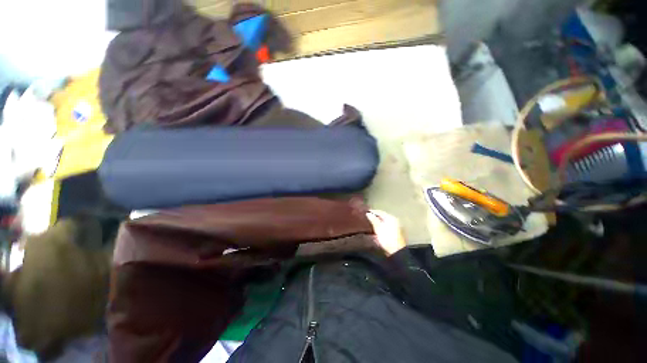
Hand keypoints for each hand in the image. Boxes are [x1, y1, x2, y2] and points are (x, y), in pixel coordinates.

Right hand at [366, 210, 405, 255]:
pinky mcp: (395, 233)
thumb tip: (368, 213)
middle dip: (375, 217)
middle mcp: (394, 221)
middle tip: (368, 218)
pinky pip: (386, 227)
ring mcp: (396, 227)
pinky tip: (376, 230)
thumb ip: (373, 220)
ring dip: (378, 223)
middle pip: (383, 217)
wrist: (396, 252)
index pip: (380, 212)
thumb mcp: (378, 228)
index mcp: (391, 218)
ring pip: (384, 222)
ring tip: (370, 224)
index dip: (373, 212)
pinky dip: (381, 227)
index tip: (366, 212)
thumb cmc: (387, 238)